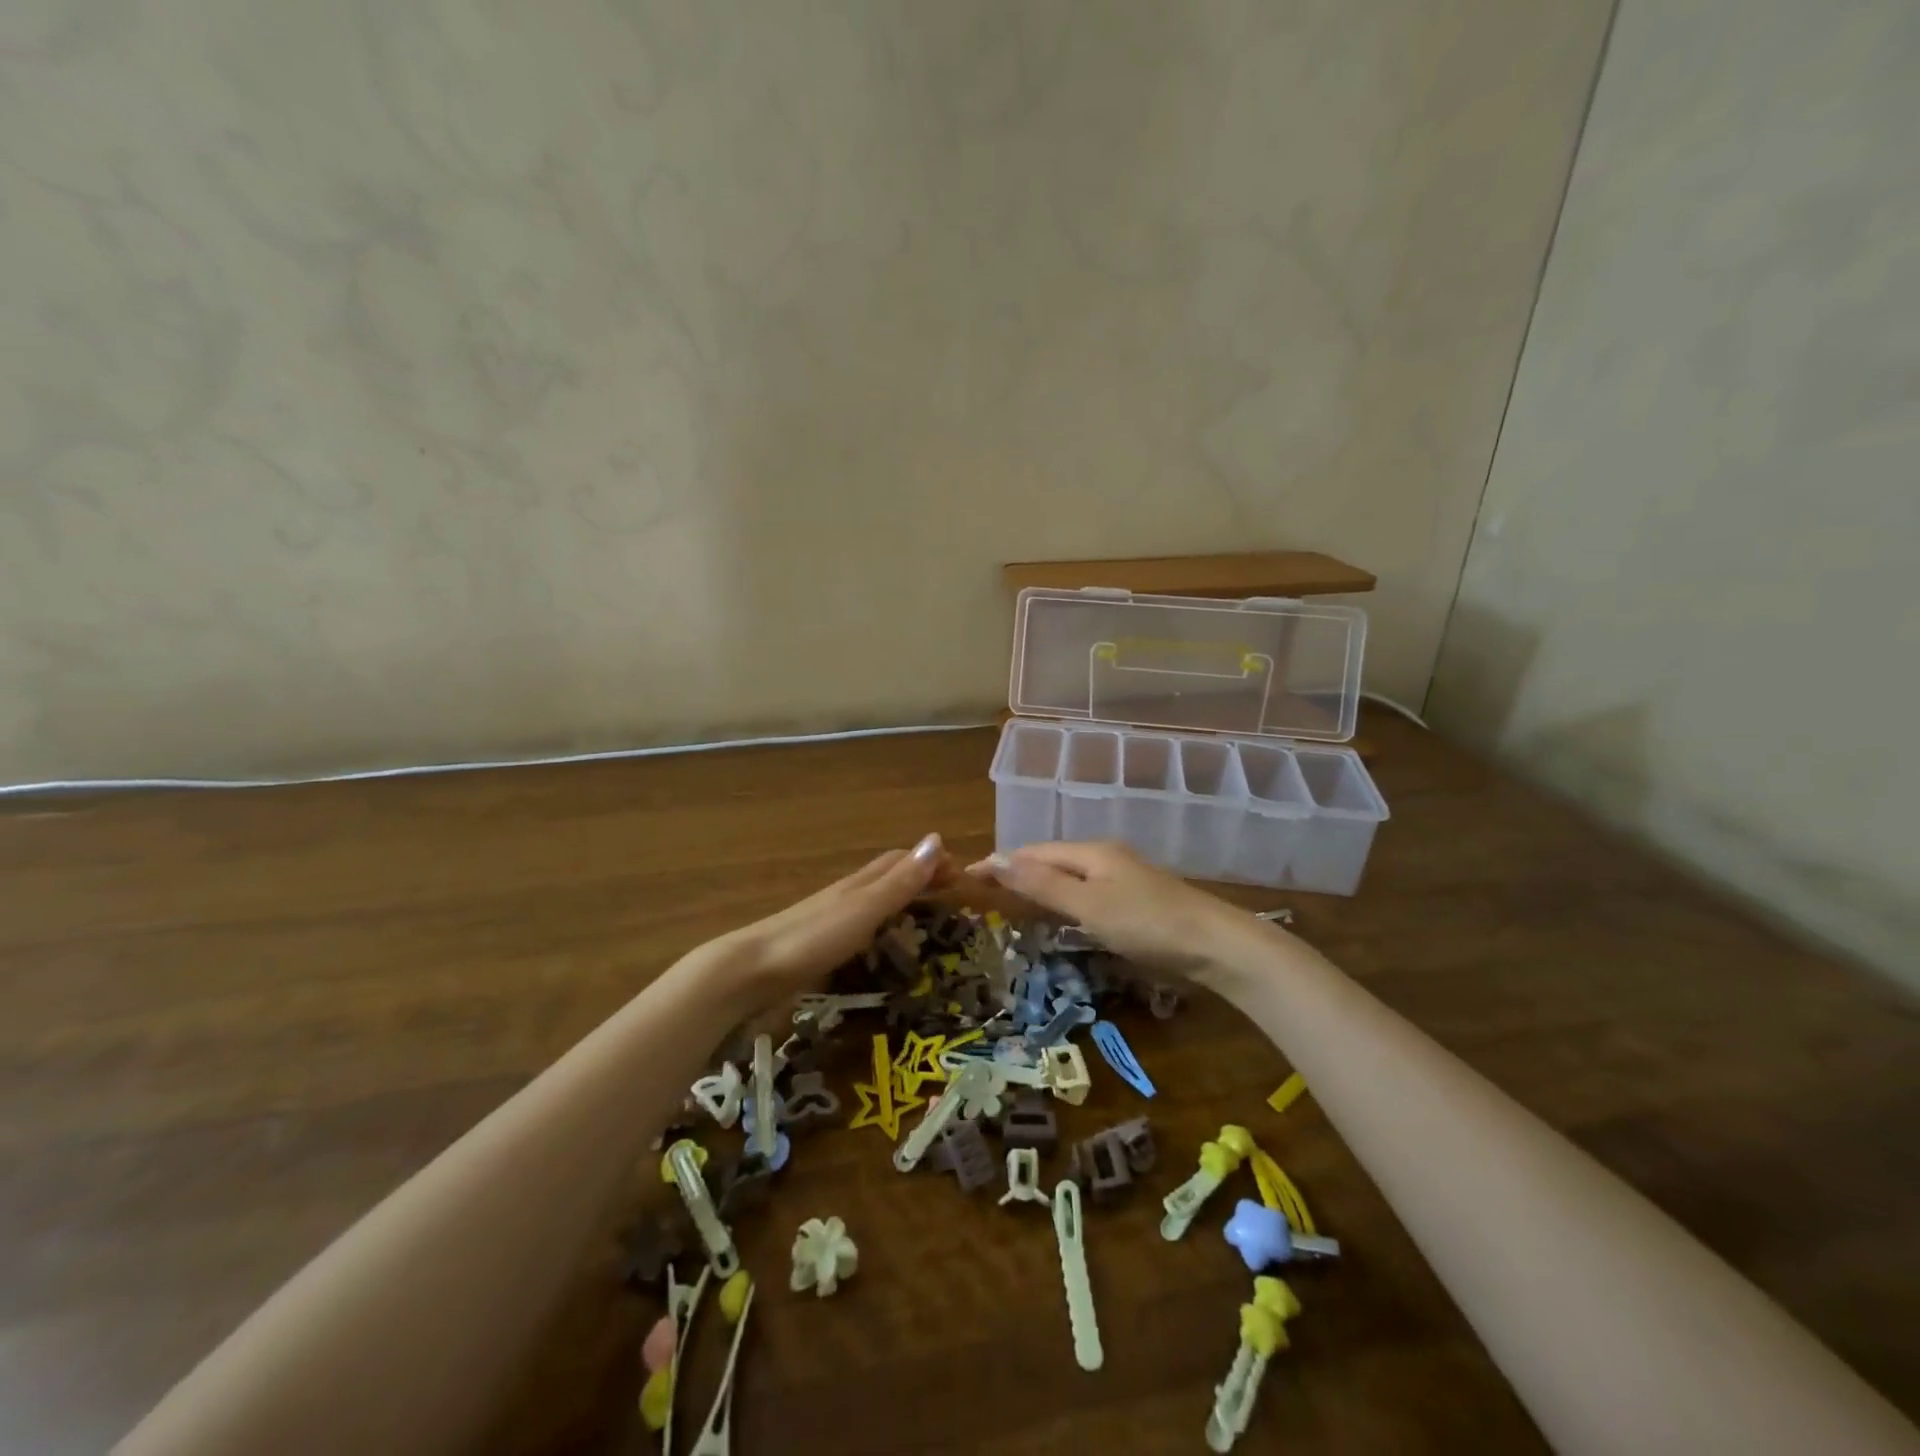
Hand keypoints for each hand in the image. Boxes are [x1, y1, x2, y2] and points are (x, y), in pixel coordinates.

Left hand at [718, 832, 946, 1005]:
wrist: (749, 971)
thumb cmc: (813, 938)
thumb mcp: (864, 909)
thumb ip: (900, 881)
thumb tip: (937, 839)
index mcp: (859, 884)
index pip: (901, 860)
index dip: (932, 862)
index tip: (963, 875)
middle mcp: (846, 895)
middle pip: (888, 878)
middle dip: (920, 879)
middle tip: (953, 897)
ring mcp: (829, 921)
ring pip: (874, 902)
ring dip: (902, 902)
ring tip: (927, 920)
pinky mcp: (818, 946)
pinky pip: (860, 927)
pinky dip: (882, 927)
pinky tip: (882, 945)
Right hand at [966, 841, 1270, 980]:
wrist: (1216, 946)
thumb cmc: (1147, 923)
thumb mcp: (1088, 905)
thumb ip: (1042, 884)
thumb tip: (996, 860)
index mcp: (1091, 852)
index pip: (1033, 851)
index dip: (1000, 862)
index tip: (967, 876)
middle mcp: (1105, 857)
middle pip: (1051, 859)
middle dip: (1017, 870)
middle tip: (984, 891)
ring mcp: (1124, 878)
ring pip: (1070, 876)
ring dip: (1039, 885)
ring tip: (1011, 902)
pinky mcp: (1136, 901)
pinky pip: (1087, 893)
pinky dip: (1063, 900)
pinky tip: (1059, 914)